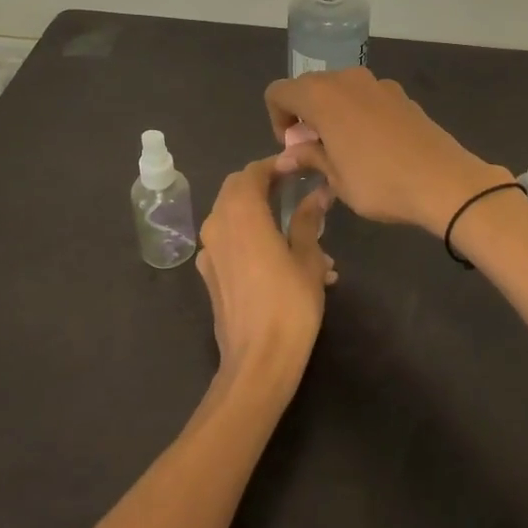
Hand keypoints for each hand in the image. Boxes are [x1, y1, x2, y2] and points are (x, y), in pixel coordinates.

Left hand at [196, 157, 336, 390]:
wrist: (257, 363)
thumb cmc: (289, 305)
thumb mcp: (308, 258)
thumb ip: (308, 220)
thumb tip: (318, 194)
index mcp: (241, 213)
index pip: (252, 172)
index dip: (275, 165)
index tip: (299, 167)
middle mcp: (217, 225)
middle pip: (236, 190)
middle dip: (264, 184)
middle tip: (295, 189)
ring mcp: (209, 252)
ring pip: (232, 216)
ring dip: (260, 214)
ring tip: (301, 234)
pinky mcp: (209, 275)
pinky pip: (230, 243)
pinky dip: (252, 238)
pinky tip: (283, 261)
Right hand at [266, 69, 511, 234]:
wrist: (444, 181)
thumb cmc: (379, 182)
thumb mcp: (336, 178)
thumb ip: (309, 157)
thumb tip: (289, 155)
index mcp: (321, 96)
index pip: (278, 92)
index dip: (277, 119)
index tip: (294, 149)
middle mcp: (346, 79)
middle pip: (309, 87)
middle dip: (304, 116)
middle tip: (315, 152)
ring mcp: (377, 83)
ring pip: (339, 91)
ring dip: (332, 114)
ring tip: (344, 151)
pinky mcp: (401, 94)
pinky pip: (366, 98)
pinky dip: (358, 114)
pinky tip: (374, 147)